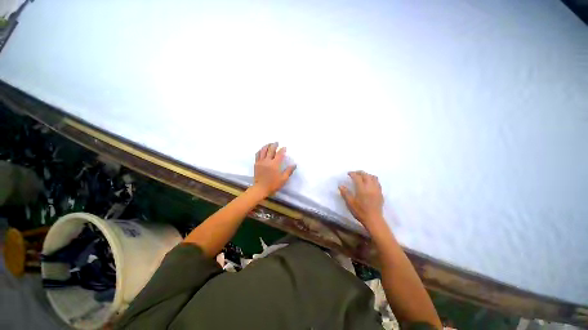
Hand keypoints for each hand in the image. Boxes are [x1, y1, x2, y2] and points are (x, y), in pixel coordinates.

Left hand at [254, 142, 295, 195]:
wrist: (260, 188)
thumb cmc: (273, 184)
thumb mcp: (283, 179)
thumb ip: (289, 171)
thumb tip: (294, 164)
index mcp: (275, 164)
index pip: (279, 154)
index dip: (282, 149)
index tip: (284, 147)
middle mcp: (267, 160)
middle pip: (271, 149)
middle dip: (274, 145)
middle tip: (277, 142)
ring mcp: (261, 161)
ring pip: (263, 150)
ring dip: (267, 145)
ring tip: (269, 144)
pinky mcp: (256, 163)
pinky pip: (257, 154)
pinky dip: (260, 150)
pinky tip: (262, 150)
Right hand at [339, 171, 384, 228]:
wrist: (373, 218)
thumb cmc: (360, 212)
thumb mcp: (350, 204)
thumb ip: (346, 193)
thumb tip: (340, 185)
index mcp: (362, 188)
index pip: (357, 177)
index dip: (352, 174)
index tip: (348, 174)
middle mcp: (370, 186)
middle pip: (366, 175)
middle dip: (360, 172)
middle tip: (355, 174)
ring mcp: (376, 189)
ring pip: (373, 177)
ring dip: (367, 175)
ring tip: (363, 177)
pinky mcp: (380, 192)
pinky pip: (377, 182)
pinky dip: (373, 179)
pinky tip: (370, 183)